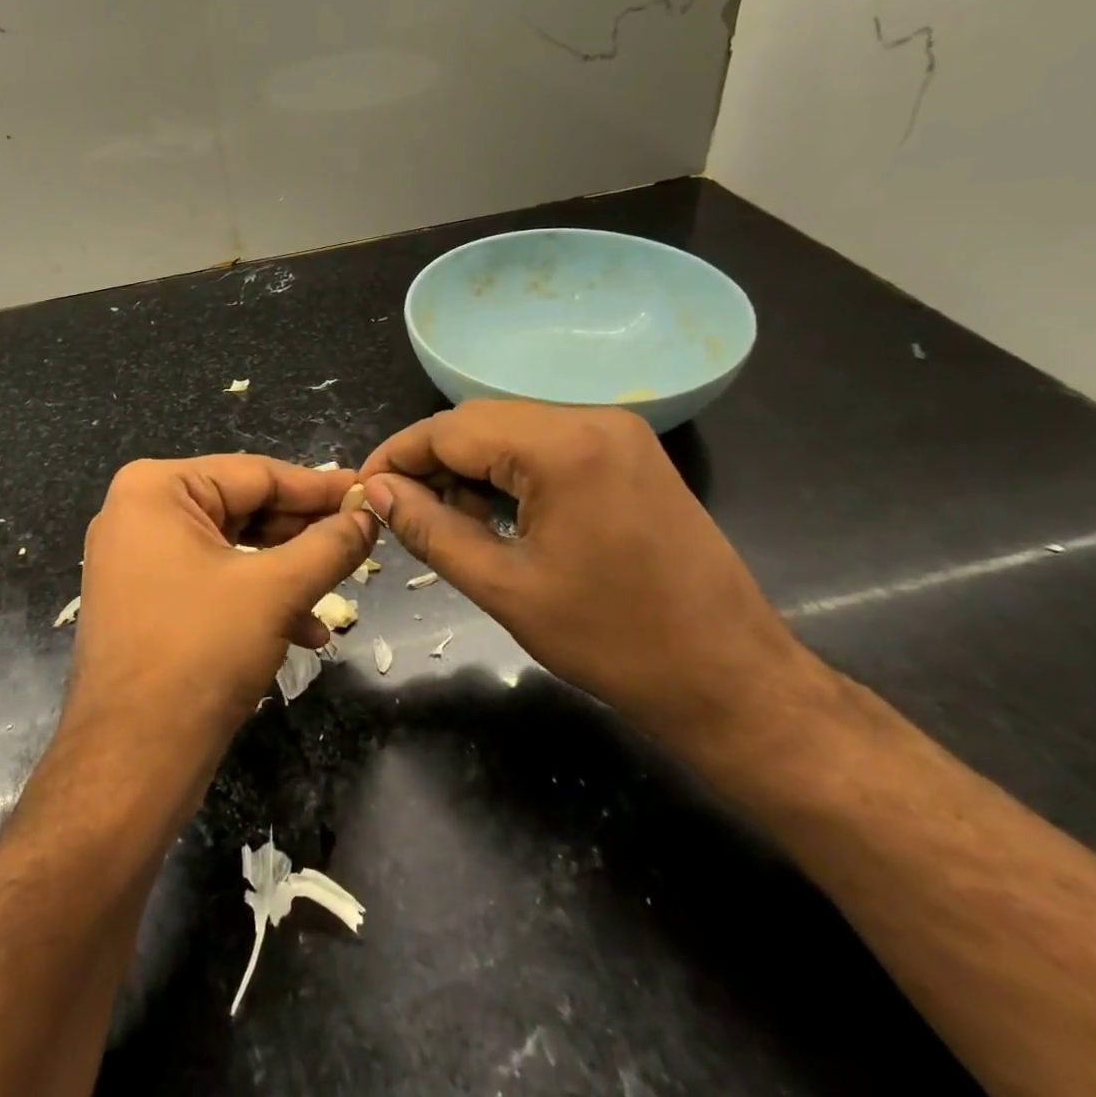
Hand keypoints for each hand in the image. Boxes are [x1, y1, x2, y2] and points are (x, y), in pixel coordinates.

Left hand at [67, 456, 375, 760]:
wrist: (130, 762)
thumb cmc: (200, 654)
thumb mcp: (276, 590)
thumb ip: (329, 545)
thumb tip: (367, 516)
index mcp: (157, 488)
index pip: (256, 474)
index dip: (319, 487)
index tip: (367, 493)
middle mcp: (140, 512)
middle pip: (244, 508)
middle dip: (303, 535)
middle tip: (360, 543)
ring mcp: (138, 558)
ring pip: (234, 548)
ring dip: (288, 573)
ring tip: (337, 592)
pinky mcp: (145, 599)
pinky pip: (213, 580)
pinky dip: (257, 599)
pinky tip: (304, 631)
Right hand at [359, 402, 821, 750]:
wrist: (730, 678)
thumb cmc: (613, 641)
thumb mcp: (504, 587)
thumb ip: (431, 529)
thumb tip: (379, 492)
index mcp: (562, 446)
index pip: (450, 429)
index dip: (398, 456)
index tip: (365, 489)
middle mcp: (591, 418)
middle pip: (480, 422)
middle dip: (433, 463)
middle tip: (403, 513)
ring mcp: (618, 432)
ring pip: (512, 431)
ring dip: (471, 468)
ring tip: (452, 524)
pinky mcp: (630, 452)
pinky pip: (547, 444)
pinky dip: (511, 471)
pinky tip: (499, 515)